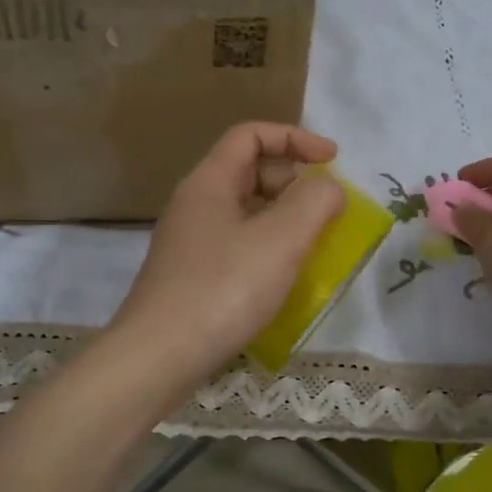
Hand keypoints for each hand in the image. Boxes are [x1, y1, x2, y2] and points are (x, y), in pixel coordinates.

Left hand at [111, 123, 344, 380]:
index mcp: (209, 182)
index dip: (295, 138)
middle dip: (293, 182)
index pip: (250, 135)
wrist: (158, 356)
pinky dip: (266, 249)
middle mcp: (194, 204)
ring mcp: (188, 242)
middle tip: (326, 211)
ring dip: (283, 219)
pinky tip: (284, 278)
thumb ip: (314, 203)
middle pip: (248, 171)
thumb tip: (328, 188)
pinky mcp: (190, 276)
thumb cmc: (222, 289)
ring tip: (314, 245)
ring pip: (244, 212)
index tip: (333, 161)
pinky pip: (236, 245)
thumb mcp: (279, 240)